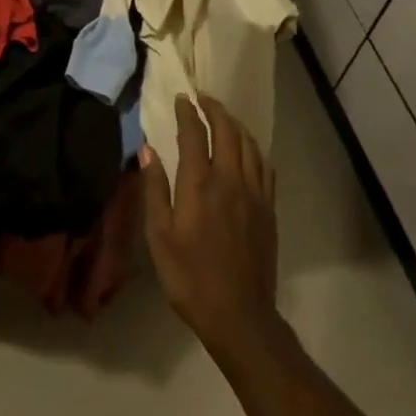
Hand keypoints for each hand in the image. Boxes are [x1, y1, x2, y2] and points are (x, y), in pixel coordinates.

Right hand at [141, 93, 278, 357]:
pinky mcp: (268, 211)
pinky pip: (265, 168)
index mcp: (200, 184)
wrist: (239, 317)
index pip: (195, 133)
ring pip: (250, 145)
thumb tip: (147, 149)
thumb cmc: (189, 277)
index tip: (181, 98)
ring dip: (235, 125)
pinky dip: (254, 150)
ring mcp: (254, 195)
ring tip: (223, 117)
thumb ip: (154, 189)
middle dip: (215, 109)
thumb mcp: (159, 236)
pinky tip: (248, 152)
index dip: (188, 112)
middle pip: (228, 131)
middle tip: (202, 98)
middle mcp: (230, 180)